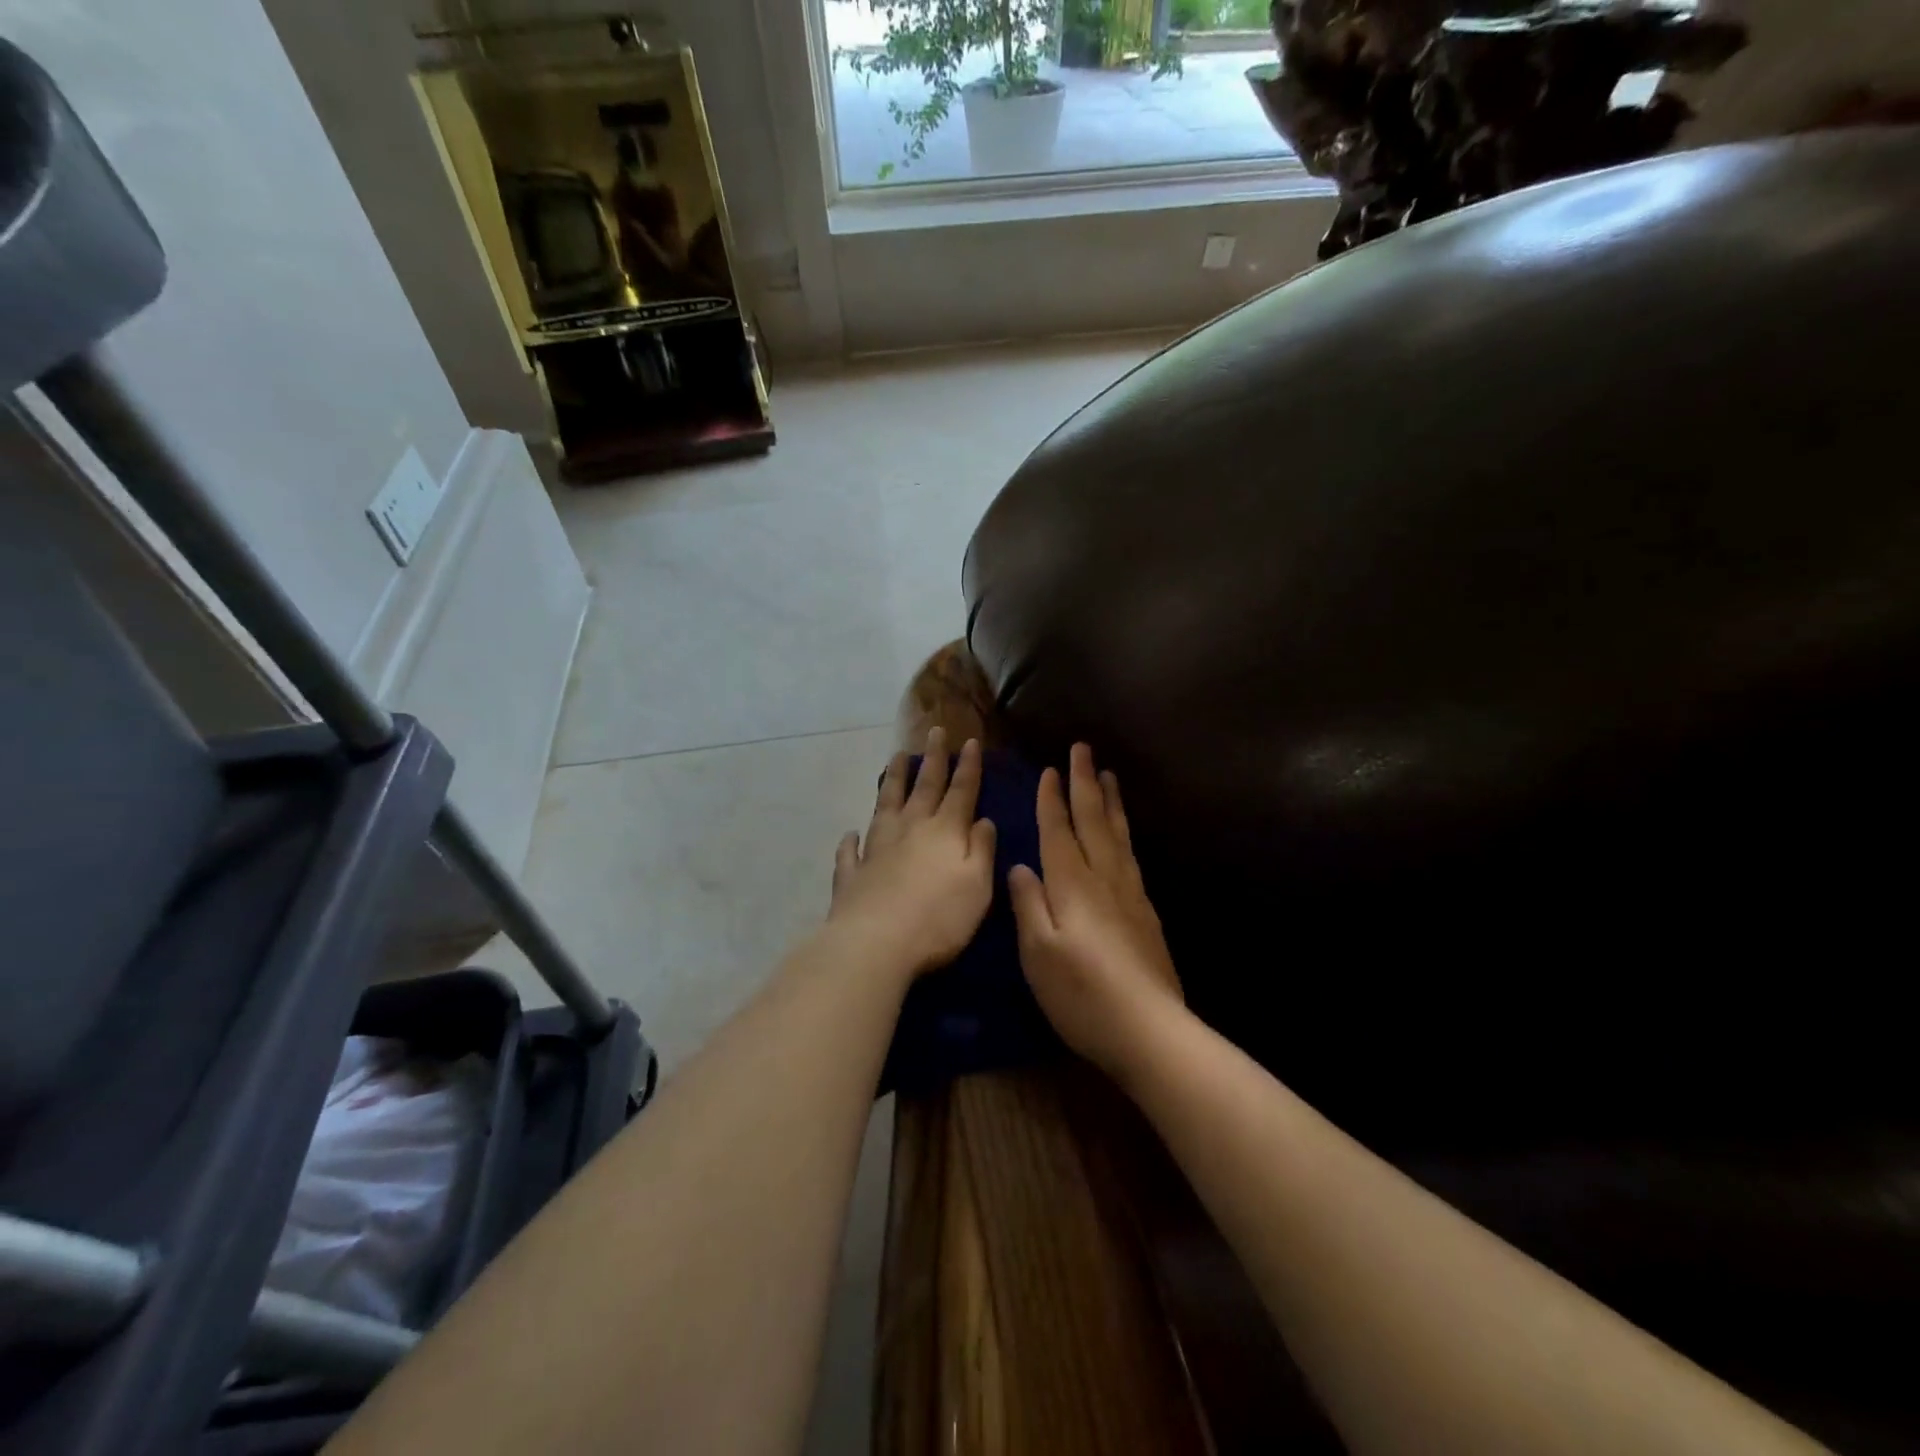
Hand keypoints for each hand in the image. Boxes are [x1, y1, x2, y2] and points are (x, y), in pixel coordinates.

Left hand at [828, 729, 996, 979]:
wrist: (876, 943)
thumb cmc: (939, 918)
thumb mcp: (978, 885)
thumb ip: (982, 850)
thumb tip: (983, 820)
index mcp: (944, 831)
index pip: (961, 791)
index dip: (968, 766)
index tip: (969, 740)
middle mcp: (910, 830)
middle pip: (923, 787)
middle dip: (932, 759)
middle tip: (935, 732)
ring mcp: (876, 849)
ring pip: (886, 805)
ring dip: (893, 780)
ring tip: (896, 758)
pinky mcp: (852, 874)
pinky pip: (851, 850)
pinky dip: (851, 840)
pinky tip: (850, 832)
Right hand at [1008, 743, 1182, 1075]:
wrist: (1149, 1029)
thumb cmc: (1081, 993)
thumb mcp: (1038, 953)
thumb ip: (1029, 904)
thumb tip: (1020, 866)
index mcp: (1072, 885)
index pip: (1059, 831)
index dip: (1053, 800)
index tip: (1050, 769)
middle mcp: (1104, 879)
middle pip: (1093, 821)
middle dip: (1085, 783)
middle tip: (1083, 748)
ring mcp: (1130, 894)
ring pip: (1118, 834)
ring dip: (1110, 801)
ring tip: (1108, 775)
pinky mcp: (1146, 913)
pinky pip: (1131, 855)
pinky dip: (1124, 832)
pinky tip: (1123, 834)